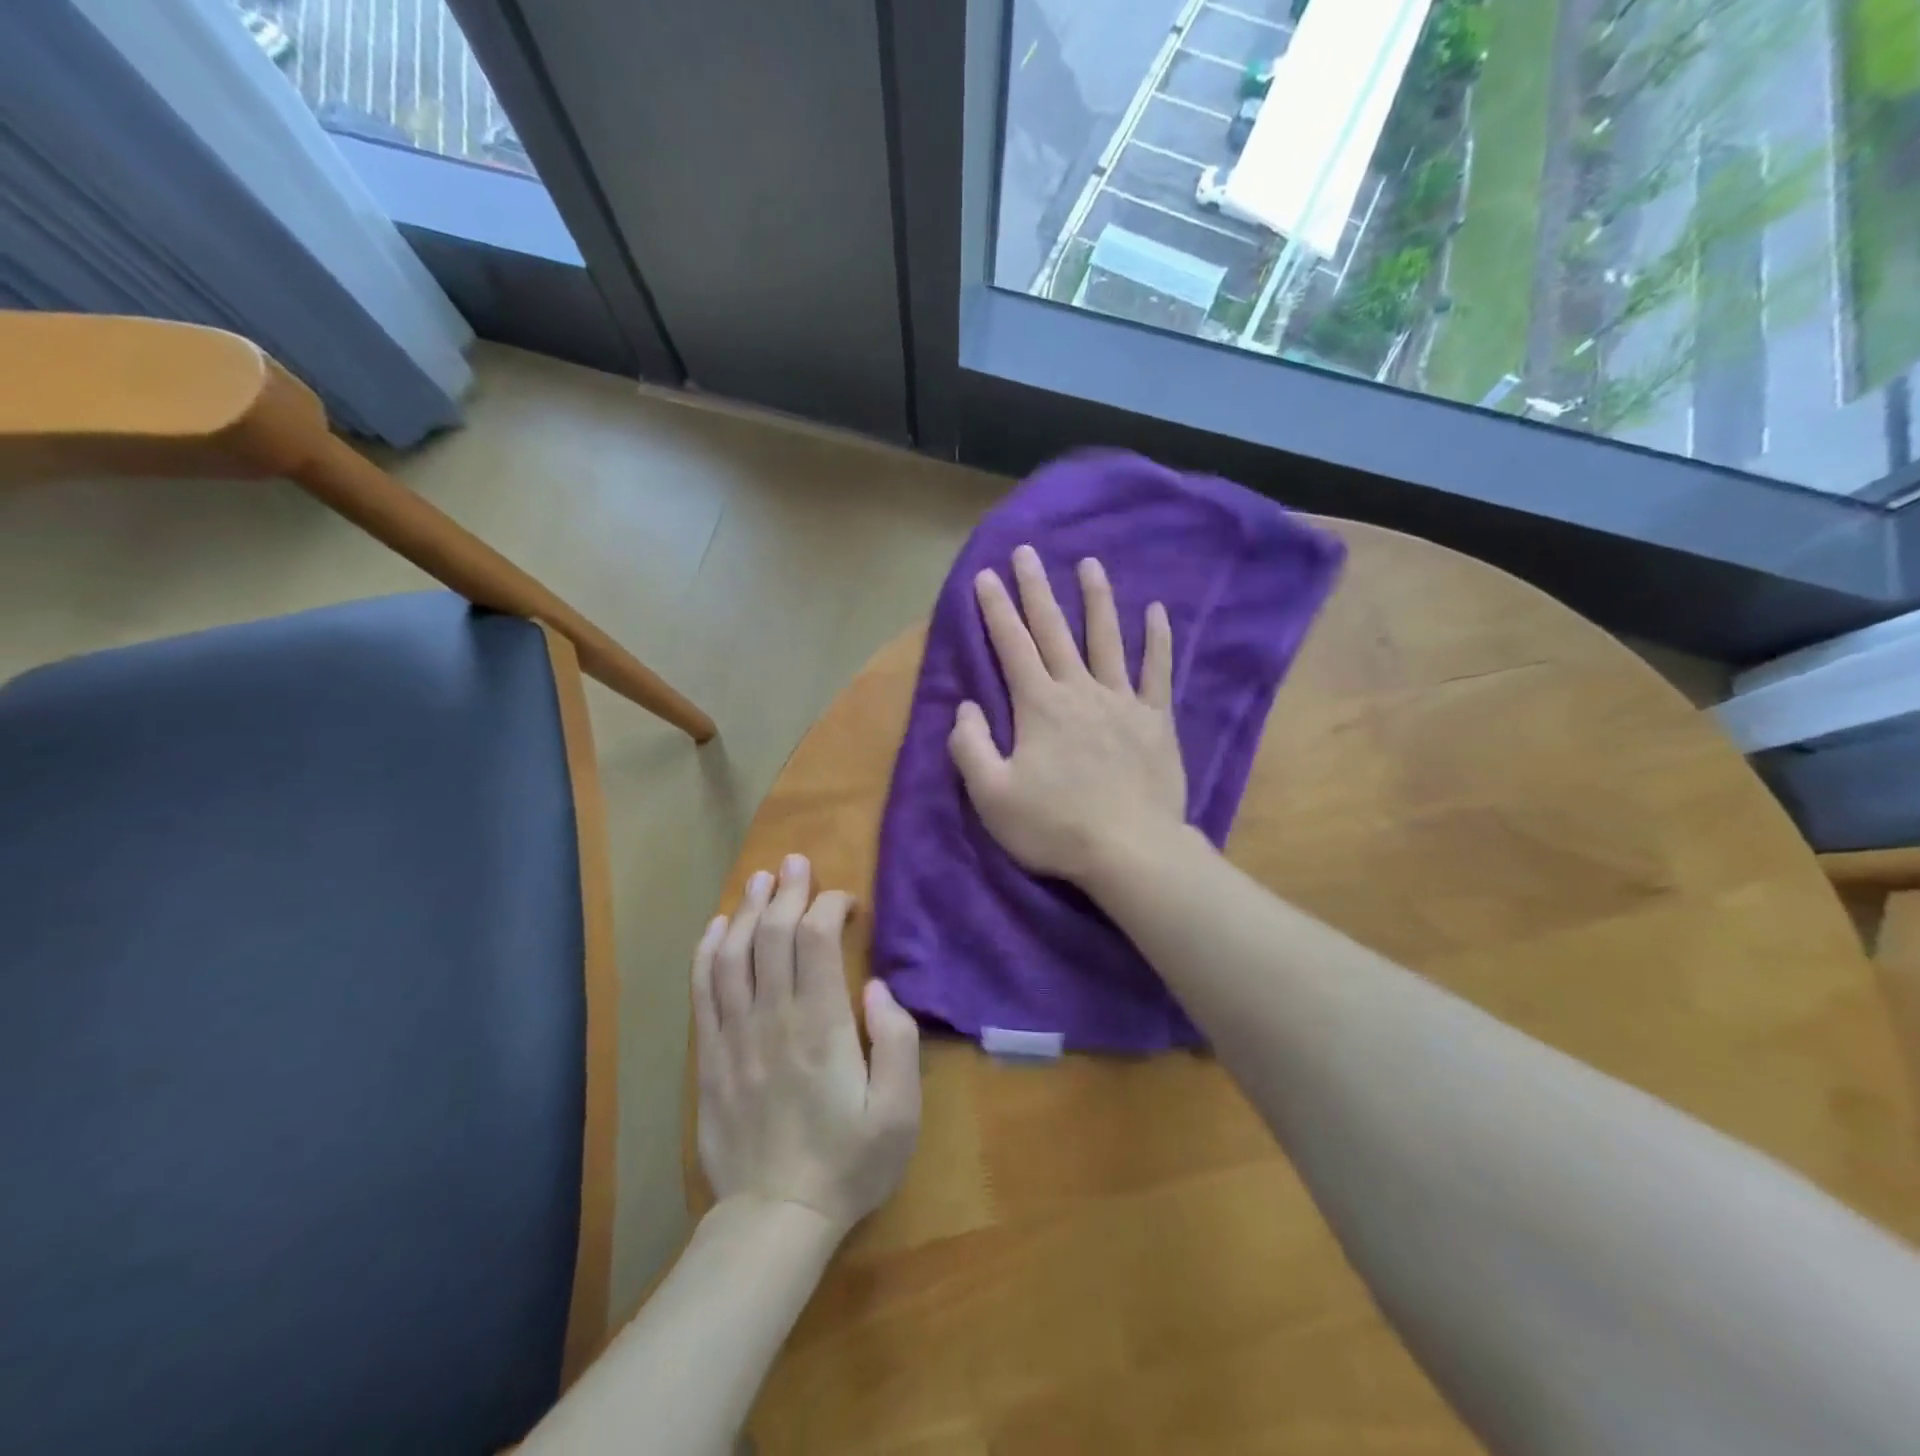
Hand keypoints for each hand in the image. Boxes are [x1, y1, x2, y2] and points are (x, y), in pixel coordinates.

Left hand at [692, 855, 920, 1236]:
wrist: (775, 1218)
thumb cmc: (848, 1163)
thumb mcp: (899, 1114)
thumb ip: (898, 1043)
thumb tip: (877, 987)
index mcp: (820, 1027)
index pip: (815, 941)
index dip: (828, 906)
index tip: (846, 903)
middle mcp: (772, 1019)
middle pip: (773, 936)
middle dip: (787, 892)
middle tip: (797, 863)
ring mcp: (734, 1036)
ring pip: (734, 954)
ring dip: (748, 910)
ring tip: (761, 879)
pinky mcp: (710, 1057)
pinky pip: (702, 991)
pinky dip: (707, 952)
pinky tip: (717, 927)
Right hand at [947, 544, 1188, 884]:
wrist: (1131, 851)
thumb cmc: (1055, 827)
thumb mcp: (992, 796)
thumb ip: (971, 747)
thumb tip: (965, 708)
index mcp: (1038, 707)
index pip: (1011, 646)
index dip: (996, 610)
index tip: (986, 576)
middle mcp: (1079, 691)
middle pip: (1054, 631)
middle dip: (1036, 590)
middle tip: (1027, 552)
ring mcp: (1122, 701)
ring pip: (1107, 639)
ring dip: (1096, 599)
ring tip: (1090, 564)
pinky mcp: (1155, 720)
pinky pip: (1157, 671)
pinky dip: (1157, 639)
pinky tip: (1157, 611)